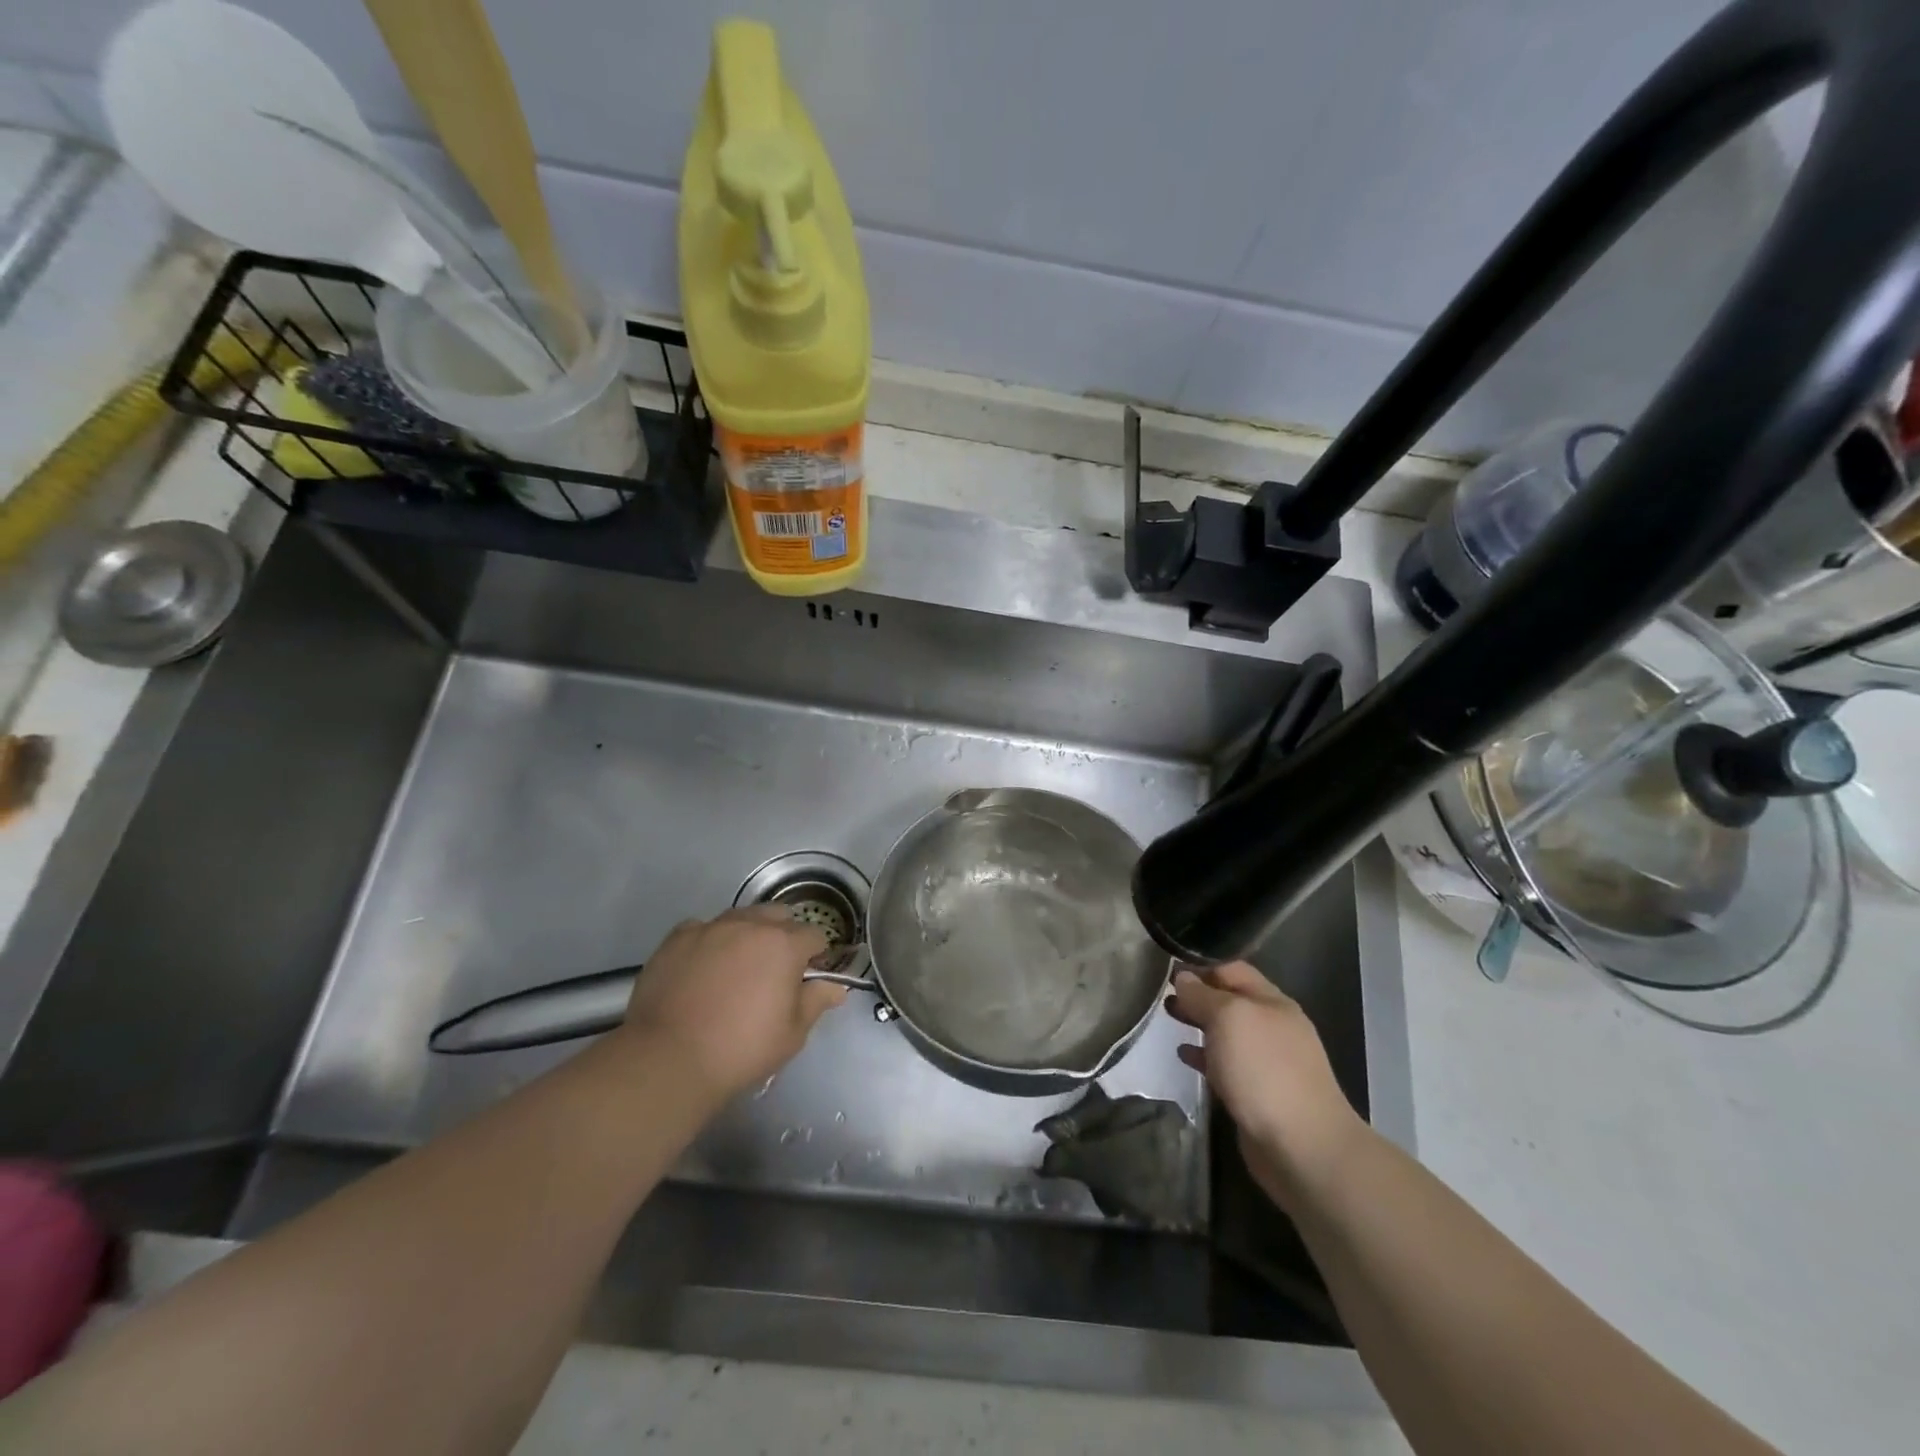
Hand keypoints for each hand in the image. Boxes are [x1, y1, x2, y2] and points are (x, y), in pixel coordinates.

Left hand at [616, 906, 847, 1099]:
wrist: (667, 1058)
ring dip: (748, 934)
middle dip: (784, 935)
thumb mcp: (791, 1034)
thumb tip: (835, 987)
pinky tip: (703, 968)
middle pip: (778, 916)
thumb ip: (815, 1002)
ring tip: (738, 966)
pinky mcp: (677, 938)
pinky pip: (703, 929)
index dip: (817, 954)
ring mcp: (711, 927)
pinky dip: (710, 942)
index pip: (815, 935)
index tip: (810, 975)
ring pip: (741, 917)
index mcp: (784, 945)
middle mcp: (750, 925)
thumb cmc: (740, 1049)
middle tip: (776, 969)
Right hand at [1166, 962, 1364, 1204]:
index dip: (1199, 962)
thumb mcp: (1229, 1018)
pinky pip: (1225, 1064)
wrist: (1302, 1148)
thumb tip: (1183, 979)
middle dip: (1197, 993)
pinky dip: (1203, 1055)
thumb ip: (1202, 995)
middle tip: (1161, 991)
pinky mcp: (1257, 1093)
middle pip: (1229, 999)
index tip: (1166, 963)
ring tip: (1168, 1016)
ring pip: (1226, 1032)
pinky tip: (1183, 1056)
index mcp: (1272, 1002)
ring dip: (1198, 1022)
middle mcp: (1272, 1027)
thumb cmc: (1264, 1071)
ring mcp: (1267, 1062)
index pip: (1232, 968)